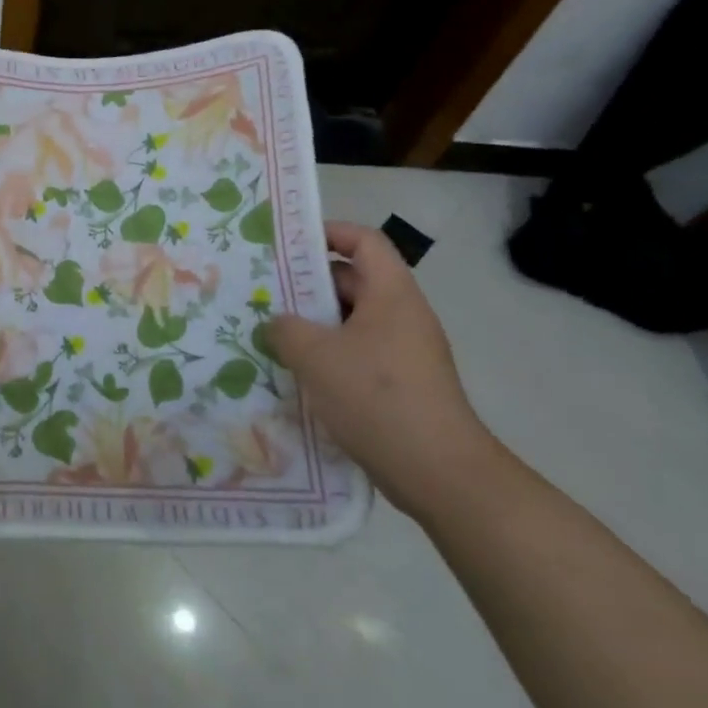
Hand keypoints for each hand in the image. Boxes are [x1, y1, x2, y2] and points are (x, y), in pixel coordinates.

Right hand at [265, 221, 499, 517]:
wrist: (440, 474)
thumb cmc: (377, 398)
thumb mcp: (316, 356)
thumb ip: (286, 329)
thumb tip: (279, 323)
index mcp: (391, 294)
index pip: (364, 241)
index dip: (329, 233)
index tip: (289, 246)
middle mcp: (403, 315)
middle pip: (355, 280)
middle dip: (309, 285)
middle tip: (266, 295)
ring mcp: (406, 352)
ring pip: (353, 321)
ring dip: (315, 325)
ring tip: (274, 336)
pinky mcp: (403, 384)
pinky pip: (360, 354)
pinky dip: (330, 356)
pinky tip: (299, 376)